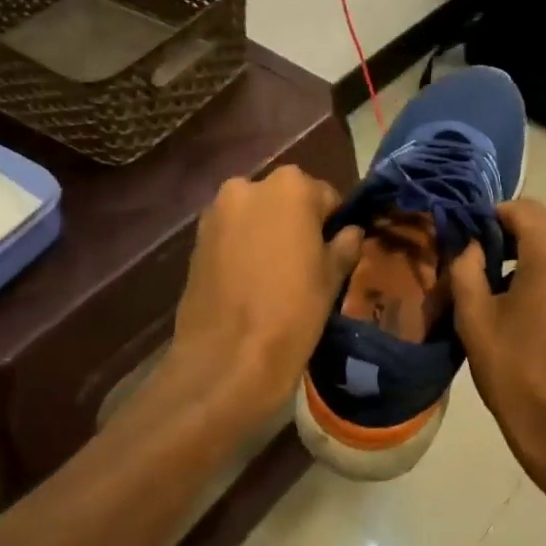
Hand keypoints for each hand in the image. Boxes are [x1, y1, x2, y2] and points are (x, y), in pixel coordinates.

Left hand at [163, 167, 363, 434]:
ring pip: (255, 217)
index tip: (335, 251)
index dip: (332, 224)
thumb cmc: (293, 310)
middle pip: (285, 200)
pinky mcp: (195, 241)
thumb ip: (345, 244)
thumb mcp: (332, 276)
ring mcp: (216, 212)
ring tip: (276, 276)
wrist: (227, 359)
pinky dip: (243, 249)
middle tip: (306, 263)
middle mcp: (248, 186)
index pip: (325, 196)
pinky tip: (250, 283)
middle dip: (296, 224)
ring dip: (267, 234)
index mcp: (290, 186)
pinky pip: (231, 236)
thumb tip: (350, 232)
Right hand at [447, 199, 545, 488]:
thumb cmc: (516, 372)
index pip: (522, 208)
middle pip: (541, 229)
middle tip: (473, 268)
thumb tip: (471, 244)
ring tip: (494, 293)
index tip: (467, 238)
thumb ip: (467, 267)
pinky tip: (523, 308)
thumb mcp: (475, 317)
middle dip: (507, 241)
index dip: (491, 216)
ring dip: (526, 262)